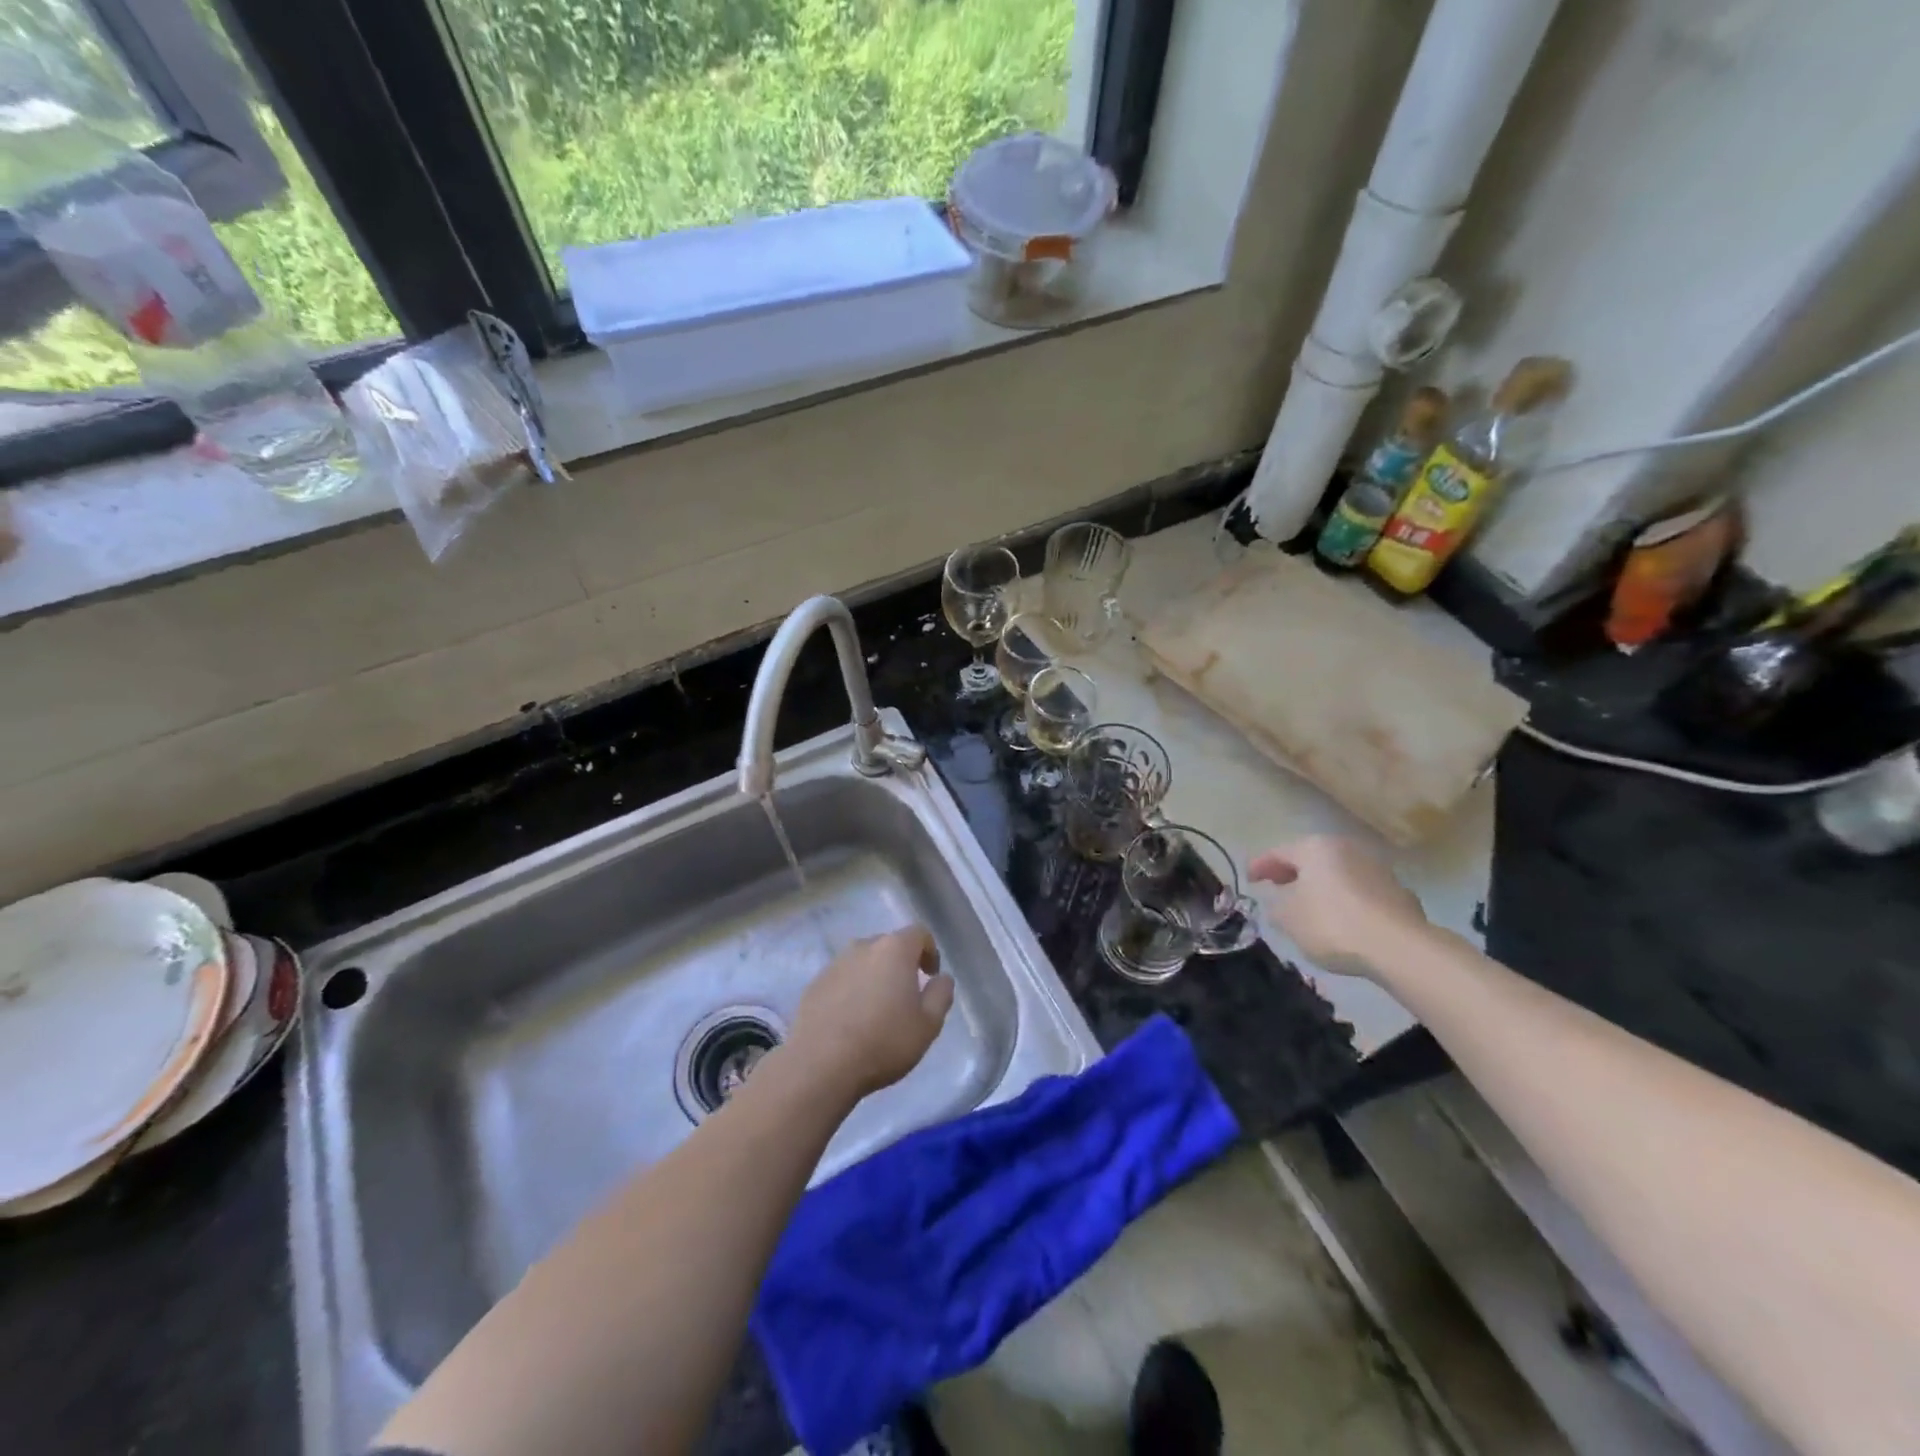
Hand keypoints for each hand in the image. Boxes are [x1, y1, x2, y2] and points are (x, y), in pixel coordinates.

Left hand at [787, 927, 953, 1100]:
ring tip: (876, 1010)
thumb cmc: (883, 1041)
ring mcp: (835, 964)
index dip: (930, 951)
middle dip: (901, 964)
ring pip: (863, 961)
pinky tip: (851, 1020)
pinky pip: (842, 979)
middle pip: (889, 945)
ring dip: (874, 977)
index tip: (931, 976)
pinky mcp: (814, 984)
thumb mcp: (928, 1024)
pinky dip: (851, 990)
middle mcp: (863, 947)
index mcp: (894, 949)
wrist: (821, 1064)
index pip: (919, 933)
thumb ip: (941, 995)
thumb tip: (942, 978)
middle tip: (906, 996)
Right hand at [1249, 835, 1428, 978]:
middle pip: (1311, 858)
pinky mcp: (1398, 893)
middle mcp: (1346, 849)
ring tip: (1309, 906)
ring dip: (1321, 886)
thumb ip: (1276, 906)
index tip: (1249, 880)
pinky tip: (1342, 918)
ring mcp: (1377, 869)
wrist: (1399, 947)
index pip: (1278, 852)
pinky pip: (1360, 891)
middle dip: (1292, 873)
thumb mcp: (1288, 919)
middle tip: (1277, 887)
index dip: (1260, 865)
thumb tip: (1279, 902)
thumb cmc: (1332, 924)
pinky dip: (1346, 900)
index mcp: (1315, 847)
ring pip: (1338, 873)